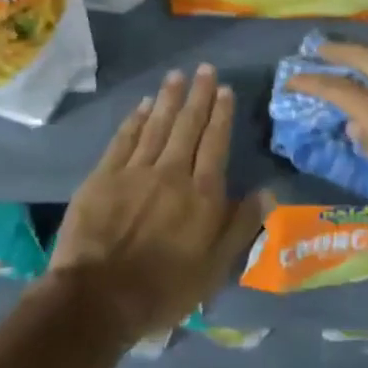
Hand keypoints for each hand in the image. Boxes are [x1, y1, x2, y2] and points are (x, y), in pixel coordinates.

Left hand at [52, 65, 267, 338]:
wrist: (99, 298)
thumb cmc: (165, 288)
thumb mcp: (216, 267)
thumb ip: (242, 225)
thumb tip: (268, 191)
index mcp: (203, 194)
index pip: (216, 144)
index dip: (221, 115)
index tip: (225, 90)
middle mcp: (172, 173)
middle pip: (188, 127)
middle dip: (199, 96)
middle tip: (205, 70)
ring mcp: (135, 172)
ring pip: (157, 126)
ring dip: (169, 99)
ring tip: (178, 76)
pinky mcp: (103, 177)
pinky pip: (124, 140)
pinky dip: (135, 120)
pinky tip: (143, 105)